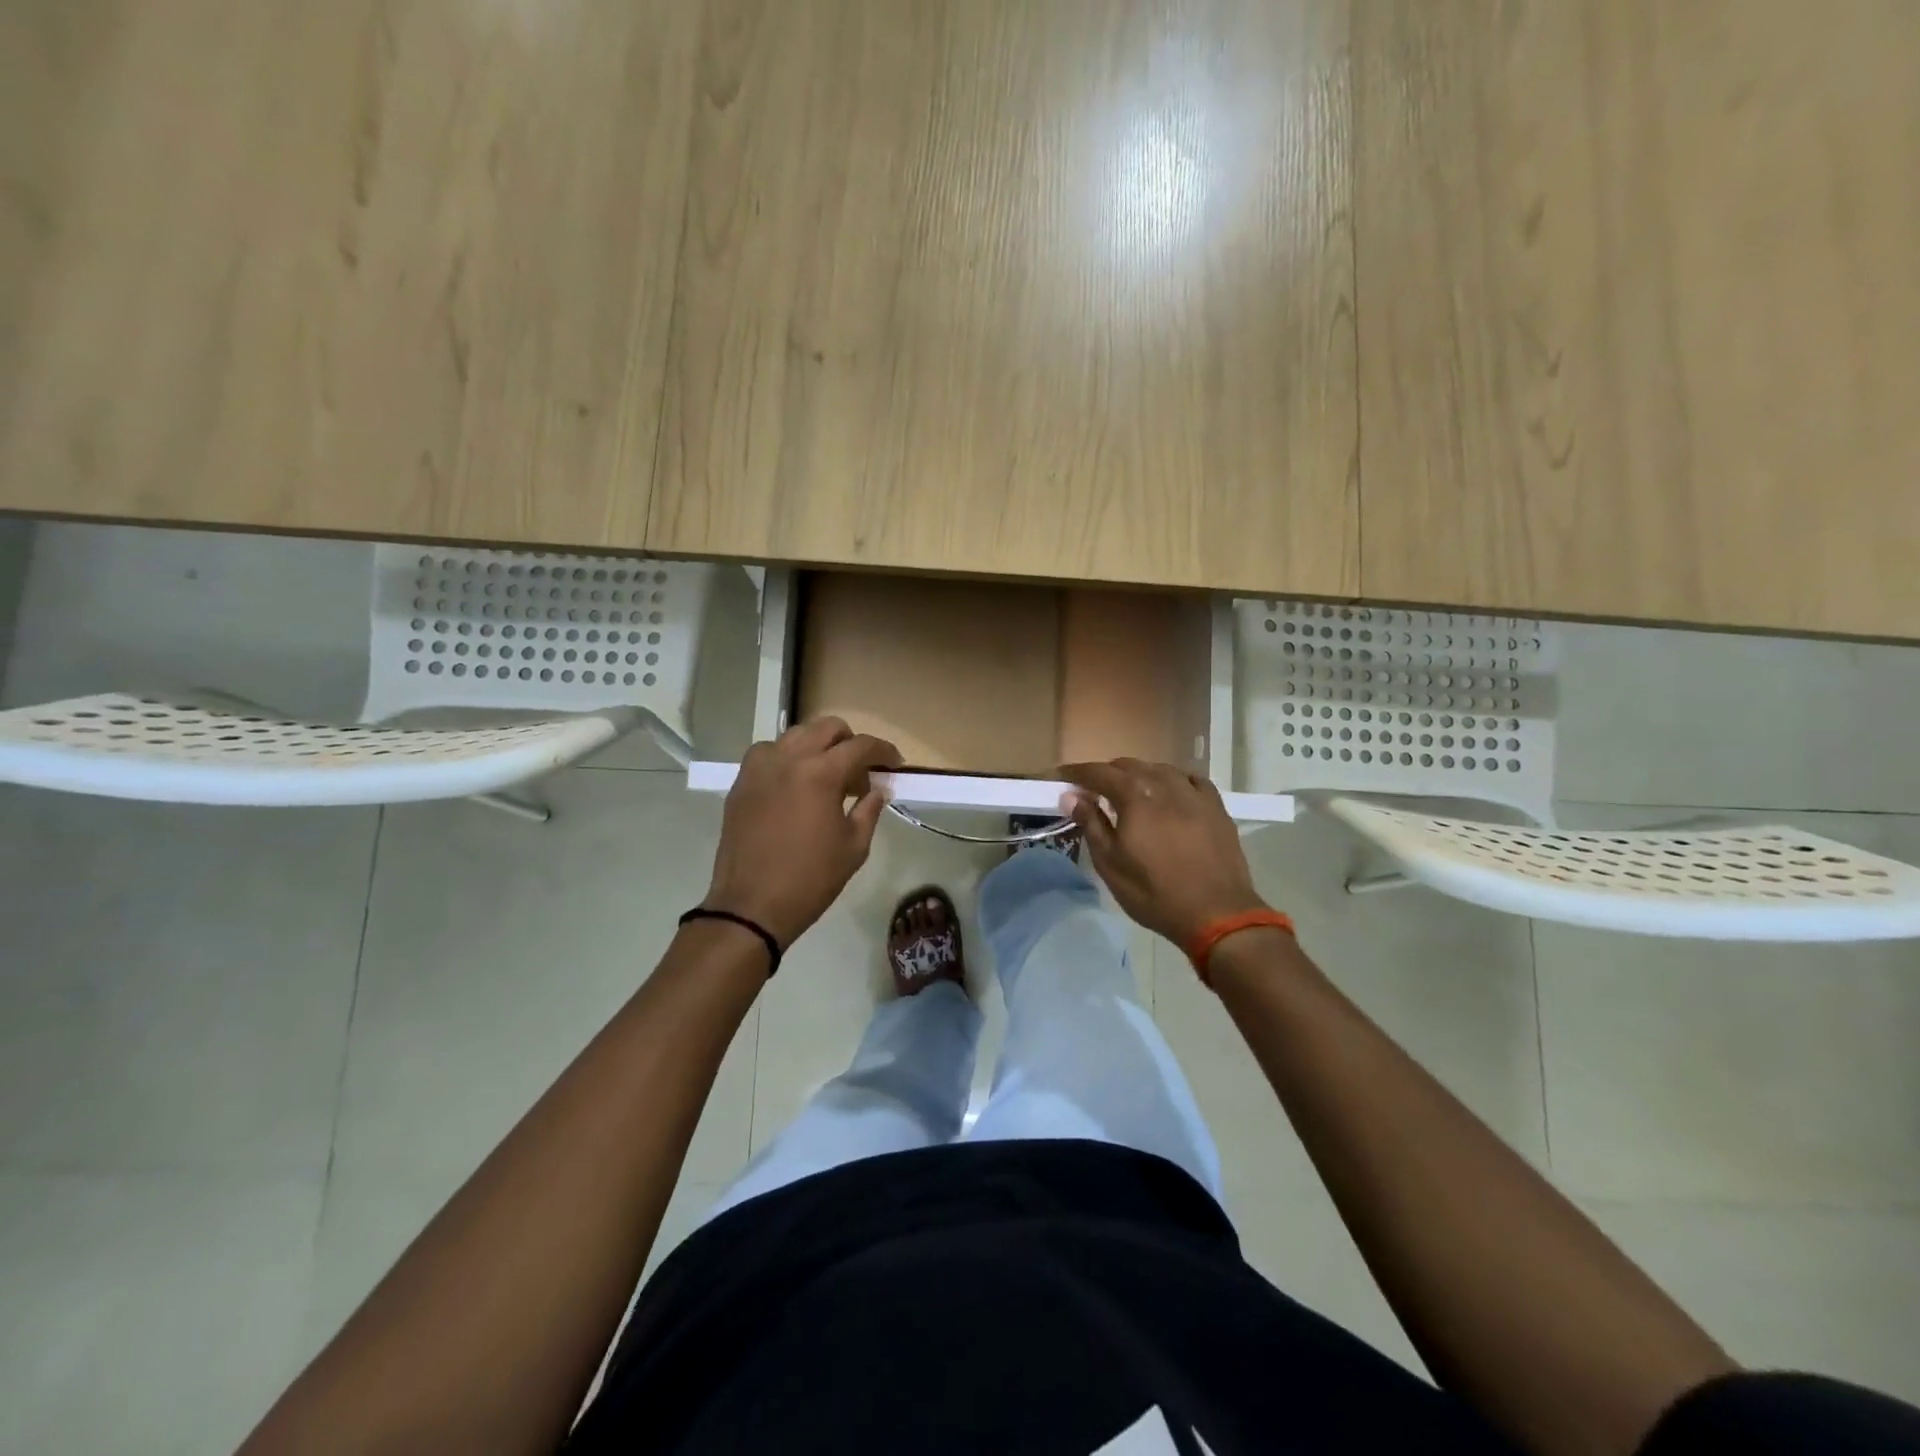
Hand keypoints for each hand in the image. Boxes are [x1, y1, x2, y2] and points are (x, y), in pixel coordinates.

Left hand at [702, 717, 902, 947]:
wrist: (752, 906)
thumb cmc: (811, 879)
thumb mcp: (854, 847)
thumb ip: (869, 810)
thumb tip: (877, 789)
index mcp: (821, 773)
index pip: (860, 745)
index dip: (883, 751)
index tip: (894, 764)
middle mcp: (788, 759)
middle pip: (826, 728)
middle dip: (850, 742)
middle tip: (860, 770)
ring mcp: (759, 768)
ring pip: (795, 735)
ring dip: (817, 747)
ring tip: (826, 775)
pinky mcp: (741, 783)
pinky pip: (768, 753)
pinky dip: (787, 758)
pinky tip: (794, 785)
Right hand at [1060, 758, 1269, 948]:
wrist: (1217, 913)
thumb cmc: (1154, 892)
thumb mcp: (1111, 864)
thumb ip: (1090, 824)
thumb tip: (1071, 796)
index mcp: (1135, 796)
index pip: (1099, 773)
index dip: (1078, 772)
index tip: (1063, 777)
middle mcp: (1165, 784)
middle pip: (1129, 766)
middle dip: (1108, 774)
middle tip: (1094, 791)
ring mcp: (1194, 794)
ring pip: (1160, 769)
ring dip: (1139, 775)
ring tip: (1131, 792)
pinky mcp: (1216, 807)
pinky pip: (1190, 780)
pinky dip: (1173, 781)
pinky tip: (1171, 793)